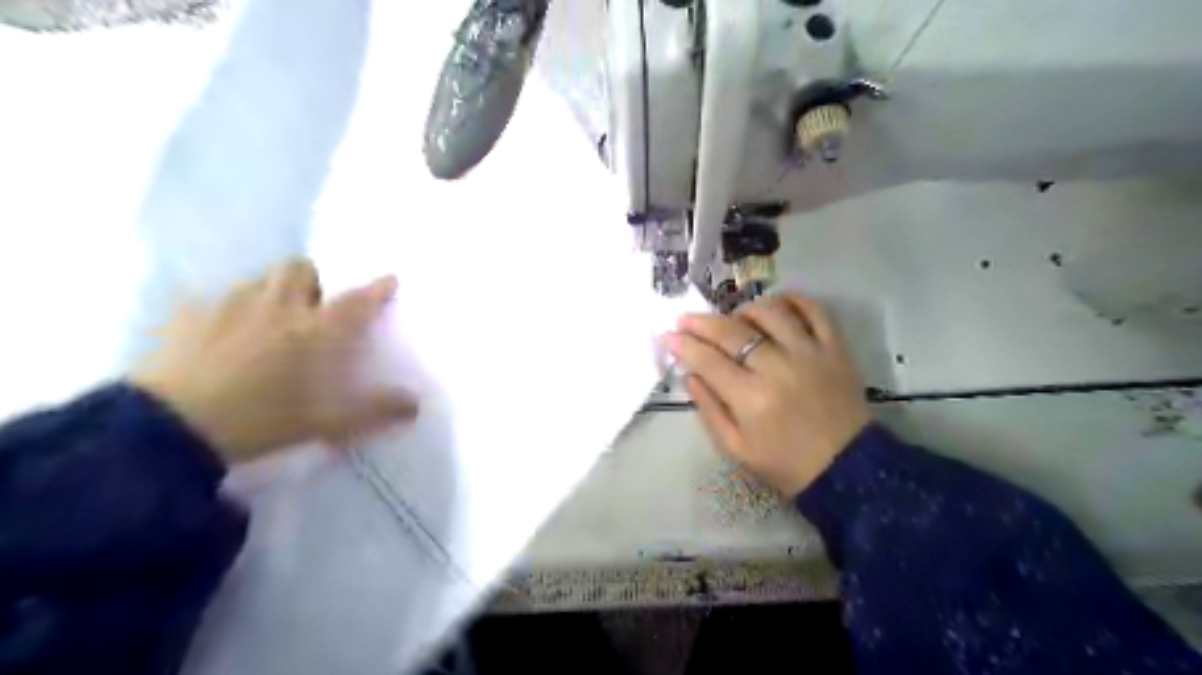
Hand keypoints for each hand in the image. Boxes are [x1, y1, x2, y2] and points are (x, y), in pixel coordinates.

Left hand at [129, 256, 418, 463]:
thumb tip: (416, 404)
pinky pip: (216, 296)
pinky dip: (229, 308)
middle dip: (313, 279)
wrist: (171, 427)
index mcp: (316, 331)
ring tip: (270, 316)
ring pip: (259, 278)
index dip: (376, 289)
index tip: (389, 278)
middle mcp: (279, 307)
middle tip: (313, 303)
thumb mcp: (327, 423)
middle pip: (301, 269)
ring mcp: (231, 306)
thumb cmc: (263, 420)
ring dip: (273, 289)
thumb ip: (375, 410)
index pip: (356, 302)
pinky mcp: (191, 315)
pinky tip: (223, 332)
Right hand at [666, 293, 874, 498]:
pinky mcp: (835, 348)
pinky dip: (793, 299)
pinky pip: (814, 310)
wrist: (845, 468)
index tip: (668, 335)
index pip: (707, 360)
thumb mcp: (735, 447)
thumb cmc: (784, 462)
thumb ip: (709, 409)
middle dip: (701, 322)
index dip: (683, 345)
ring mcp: (809, 353)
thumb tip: (690, 374)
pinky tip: (776, 304)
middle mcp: (778, 369)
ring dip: (745, 309)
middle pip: (732, 332)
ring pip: (770, 312)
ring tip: (734, 318)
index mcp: (751, 399)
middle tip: (685, 319)